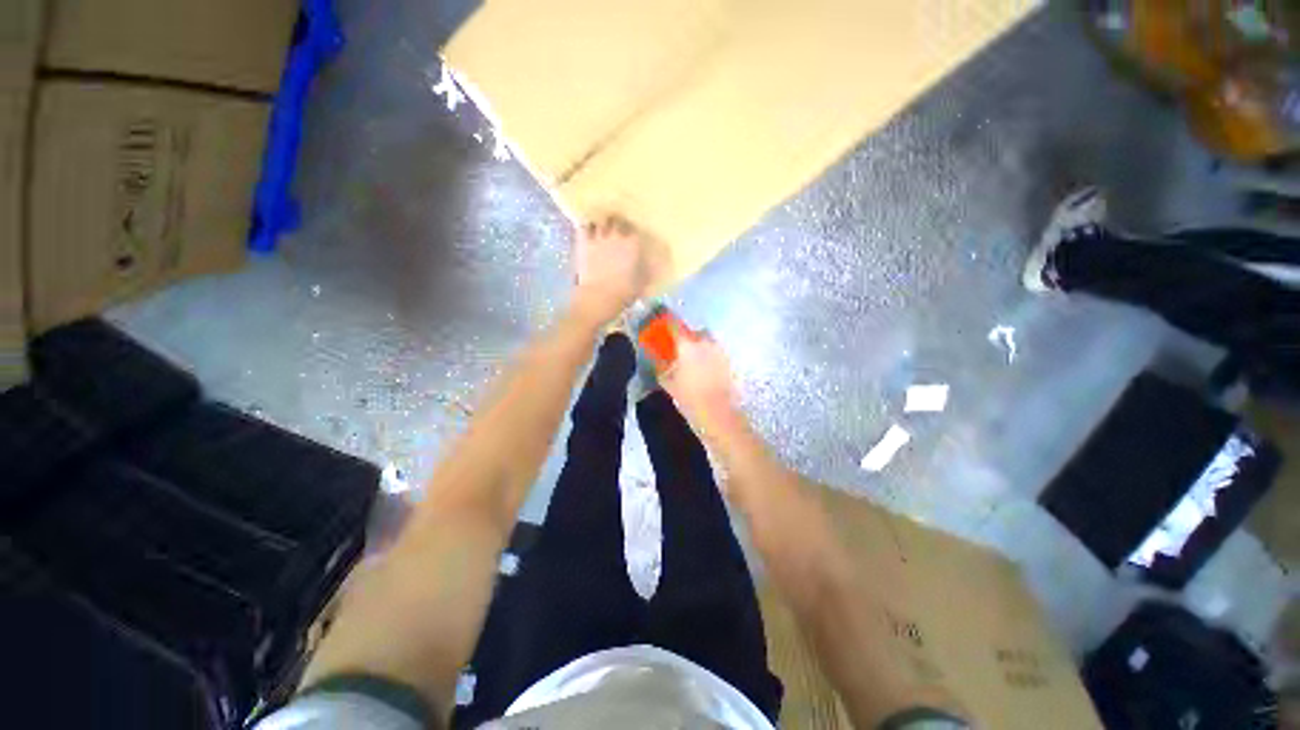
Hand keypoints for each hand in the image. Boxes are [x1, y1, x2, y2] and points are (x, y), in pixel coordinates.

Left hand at [573, 215, 649, 322]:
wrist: (599, 296)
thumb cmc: (624, 292)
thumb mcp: (641, 284)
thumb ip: (646, 273)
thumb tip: (652, 268)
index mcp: (633, 245)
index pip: (634, 229)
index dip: (632, 232)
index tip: (632, 236)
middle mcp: (616, 236)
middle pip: (617, 221)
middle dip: (617, 223)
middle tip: (617, 228)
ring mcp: (598, 238)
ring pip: (600, 221)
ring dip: (602, 223)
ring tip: (602, 227)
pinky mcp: (583, 243)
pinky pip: (584, 228)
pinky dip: (586, 227)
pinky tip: (587, 229)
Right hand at [661, 331, 743, 437]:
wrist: (718, 414)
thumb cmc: (689, 398)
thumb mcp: (668, 383)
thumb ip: (661, 367)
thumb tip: (656, 358)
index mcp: (687, 345)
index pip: (675, 326)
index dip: (668, 325)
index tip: (663, 327)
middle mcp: (706, 342)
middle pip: (695, 332)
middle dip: (688, 339)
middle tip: (681, 351)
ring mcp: (721, 351)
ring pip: (709, 342)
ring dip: (702, 348)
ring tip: (696, 363)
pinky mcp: (730, 362)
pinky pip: (718, 354)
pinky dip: (712, 358)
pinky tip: (708, 372)